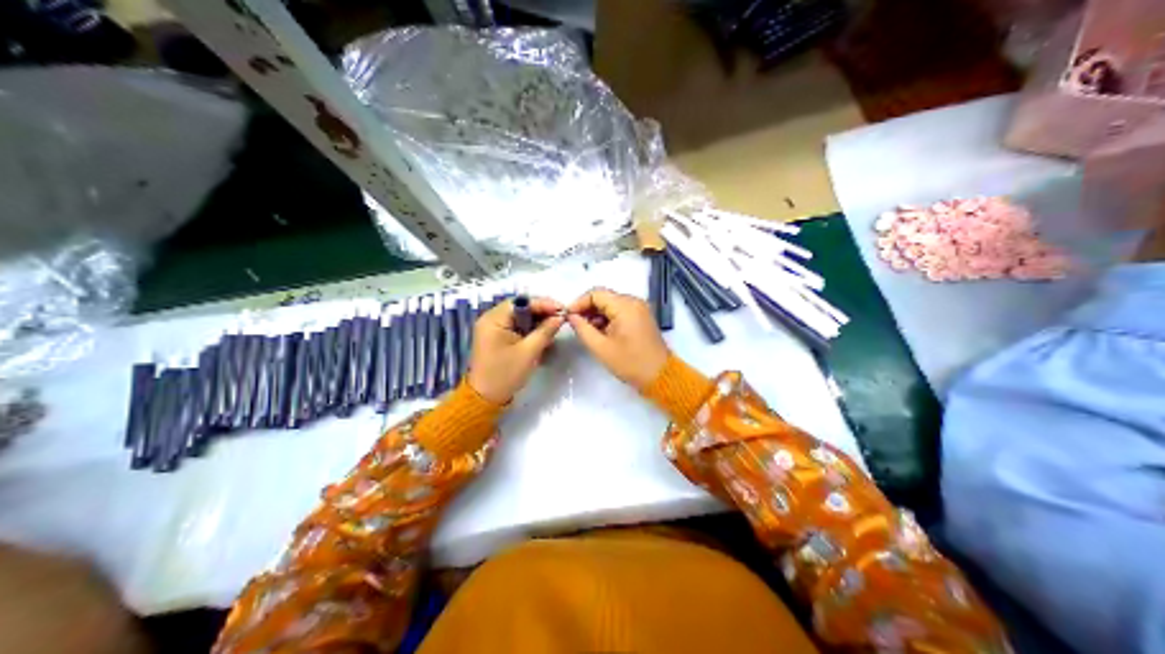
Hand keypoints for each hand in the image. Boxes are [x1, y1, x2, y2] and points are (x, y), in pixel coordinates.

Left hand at [469, 297, 569, 403]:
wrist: (485, 398)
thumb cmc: (505, 374)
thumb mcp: (529, 352)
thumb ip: (545, 331)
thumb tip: (560, 317)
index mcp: (494, 319)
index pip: (522, 302)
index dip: (543, 304)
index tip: (563, 309)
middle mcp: (491, 319)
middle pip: (521, 308)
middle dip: (542, 313)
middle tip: (561, 318)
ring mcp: (493, 329)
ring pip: (520, 318)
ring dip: (537, 322)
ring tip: (555, 327)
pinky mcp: (497, 338)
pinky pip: (516, 328)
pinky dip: (530, 331)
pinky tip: (543, 336)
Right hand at [568, 288, 667, 389]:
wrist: (660, 376)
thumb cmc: (630, 362)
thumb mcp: (601, 348)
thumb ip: (583, 329)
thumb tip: (571, 317)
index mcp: (625, 306)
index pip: (596, 293)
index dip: (579, 303)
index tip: (568, 317)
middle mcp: (633, 301)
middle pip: (604, 297)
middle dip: (587, 309)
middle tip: (575, 325)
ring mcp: (639, 308)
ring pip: (611, 304)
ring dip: (597, 314)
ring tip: (586, 331)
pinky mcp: (641, 317)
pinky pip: (620, 311)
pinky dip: (608, 318)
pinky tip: (600, 333)